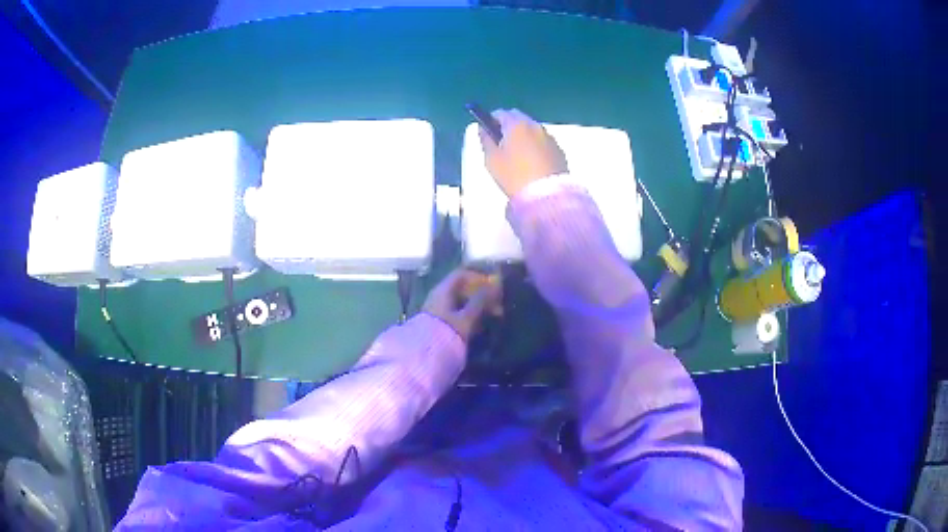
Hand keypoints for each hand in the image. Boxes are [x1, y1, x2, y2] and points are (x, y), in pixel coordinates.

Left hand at [422, 268, 500, 341]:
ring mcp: (437, 309)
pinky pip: (456, 312)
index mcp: (443, 290)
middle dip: (480, 293)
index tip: (493, 285)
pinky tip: (480, 325)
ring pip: (460, 301)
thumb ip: (480, 301)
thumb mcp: (467, 316)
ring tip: (492, 315)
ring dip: (477, 305)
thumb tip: (494, 287)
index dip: (478, 277)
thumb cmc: (448, 332)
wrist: (426, 354)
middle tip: (496, 303)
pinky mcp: (439, 322)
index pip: (461, 275)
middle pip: (461, 288)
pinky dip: (470, 315)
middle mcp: (438, 296)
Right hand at [478, 108, 568, 197]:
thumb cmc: (514, 176)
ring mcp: (550, 137)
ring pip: (532, 129)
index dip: (491, 120)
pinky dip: (536, 145)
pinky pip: (543, 141)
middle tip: (501, 142)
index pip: (501, 113)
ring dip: (523, 135)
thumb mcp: (492, 160)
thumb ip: (485, 140)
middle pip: (518, 118)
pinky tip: (532, 161)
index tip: (487, 131)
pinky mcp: (559, 150)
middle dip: (508, 125)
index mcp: (516, 125)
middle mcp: (535, 126)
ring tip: (517, 154)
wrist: (546, 196)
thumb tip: (482, 128)